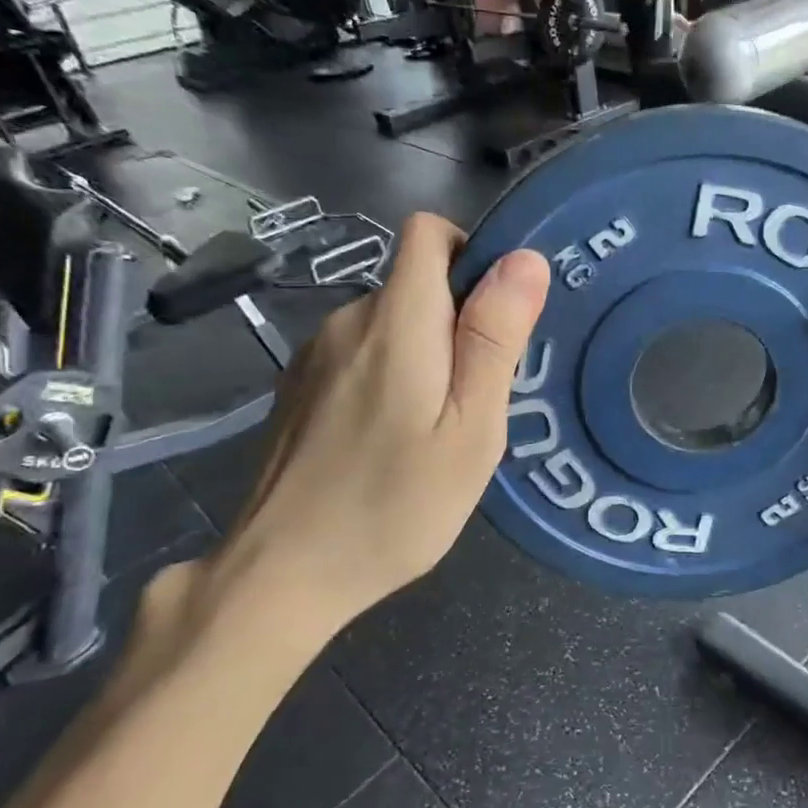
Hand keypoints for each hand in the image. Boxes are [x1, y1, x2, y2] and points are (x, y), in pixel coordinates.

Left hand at [200, 214, 548, 653]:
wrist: (281, 574)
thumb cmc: (395, 504)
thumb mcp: (470, 427)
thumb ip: (494, 338)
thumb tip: (525, 258)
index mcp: (396, 320)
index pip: (428, 232)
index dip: (471, 254)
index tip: (496, 317)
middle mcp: (347, 321)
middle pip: (416, 285)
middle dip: (458, 323)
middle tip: (475, 402)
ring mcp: (315, 355)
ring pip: (392, 325)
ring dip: (426, 356)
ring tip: (435, 430)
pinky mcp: (299, 387)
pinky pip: (362, 356)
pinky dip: (391, 378)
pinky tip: (390, 442)